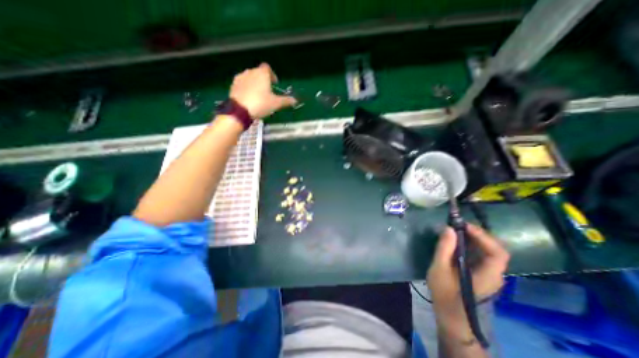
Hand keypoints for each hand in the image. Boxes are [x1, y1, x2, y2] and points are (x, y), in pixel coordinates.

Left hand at [230, 63, 296, 117]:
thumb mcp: (276, 104)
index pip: (267, 68)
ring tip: (258, 95)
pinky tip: (249, 97)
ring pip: (249, 77)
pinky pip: (242, 84)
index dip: (272, 75)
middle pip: (258, 72)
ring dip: (254, 83)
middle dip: (263, 80)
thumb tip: (295, 100)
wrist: (240, 110)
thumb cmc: (261, 104)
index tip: (275, 83)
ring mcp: (240, 77)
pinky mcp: (233, 85)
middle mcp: (250, 71)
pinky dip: (246, 88)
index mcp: (262, 74)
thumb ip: (286, 101)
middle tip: (267, 91)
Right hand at [426, 226, 512, 333]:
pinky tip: (457, 241)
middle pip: (495, 249)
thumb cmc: (444, 293)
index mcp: (488, 275)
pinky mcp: (481, 273)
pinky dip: (471, 244)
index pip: (498, 252)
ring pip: (489, 250)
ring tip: (456, 229)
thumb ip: (444, 248)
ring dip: (474, 238)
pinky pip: (481, 254)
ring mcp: (489, 274)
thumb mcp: (439, 269)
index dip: (483, 236)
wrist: (451, 315)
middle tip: (458, 225)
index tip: (464, 226)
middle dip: (478, 234)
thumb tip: (449, 228)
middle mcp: (494, 274)